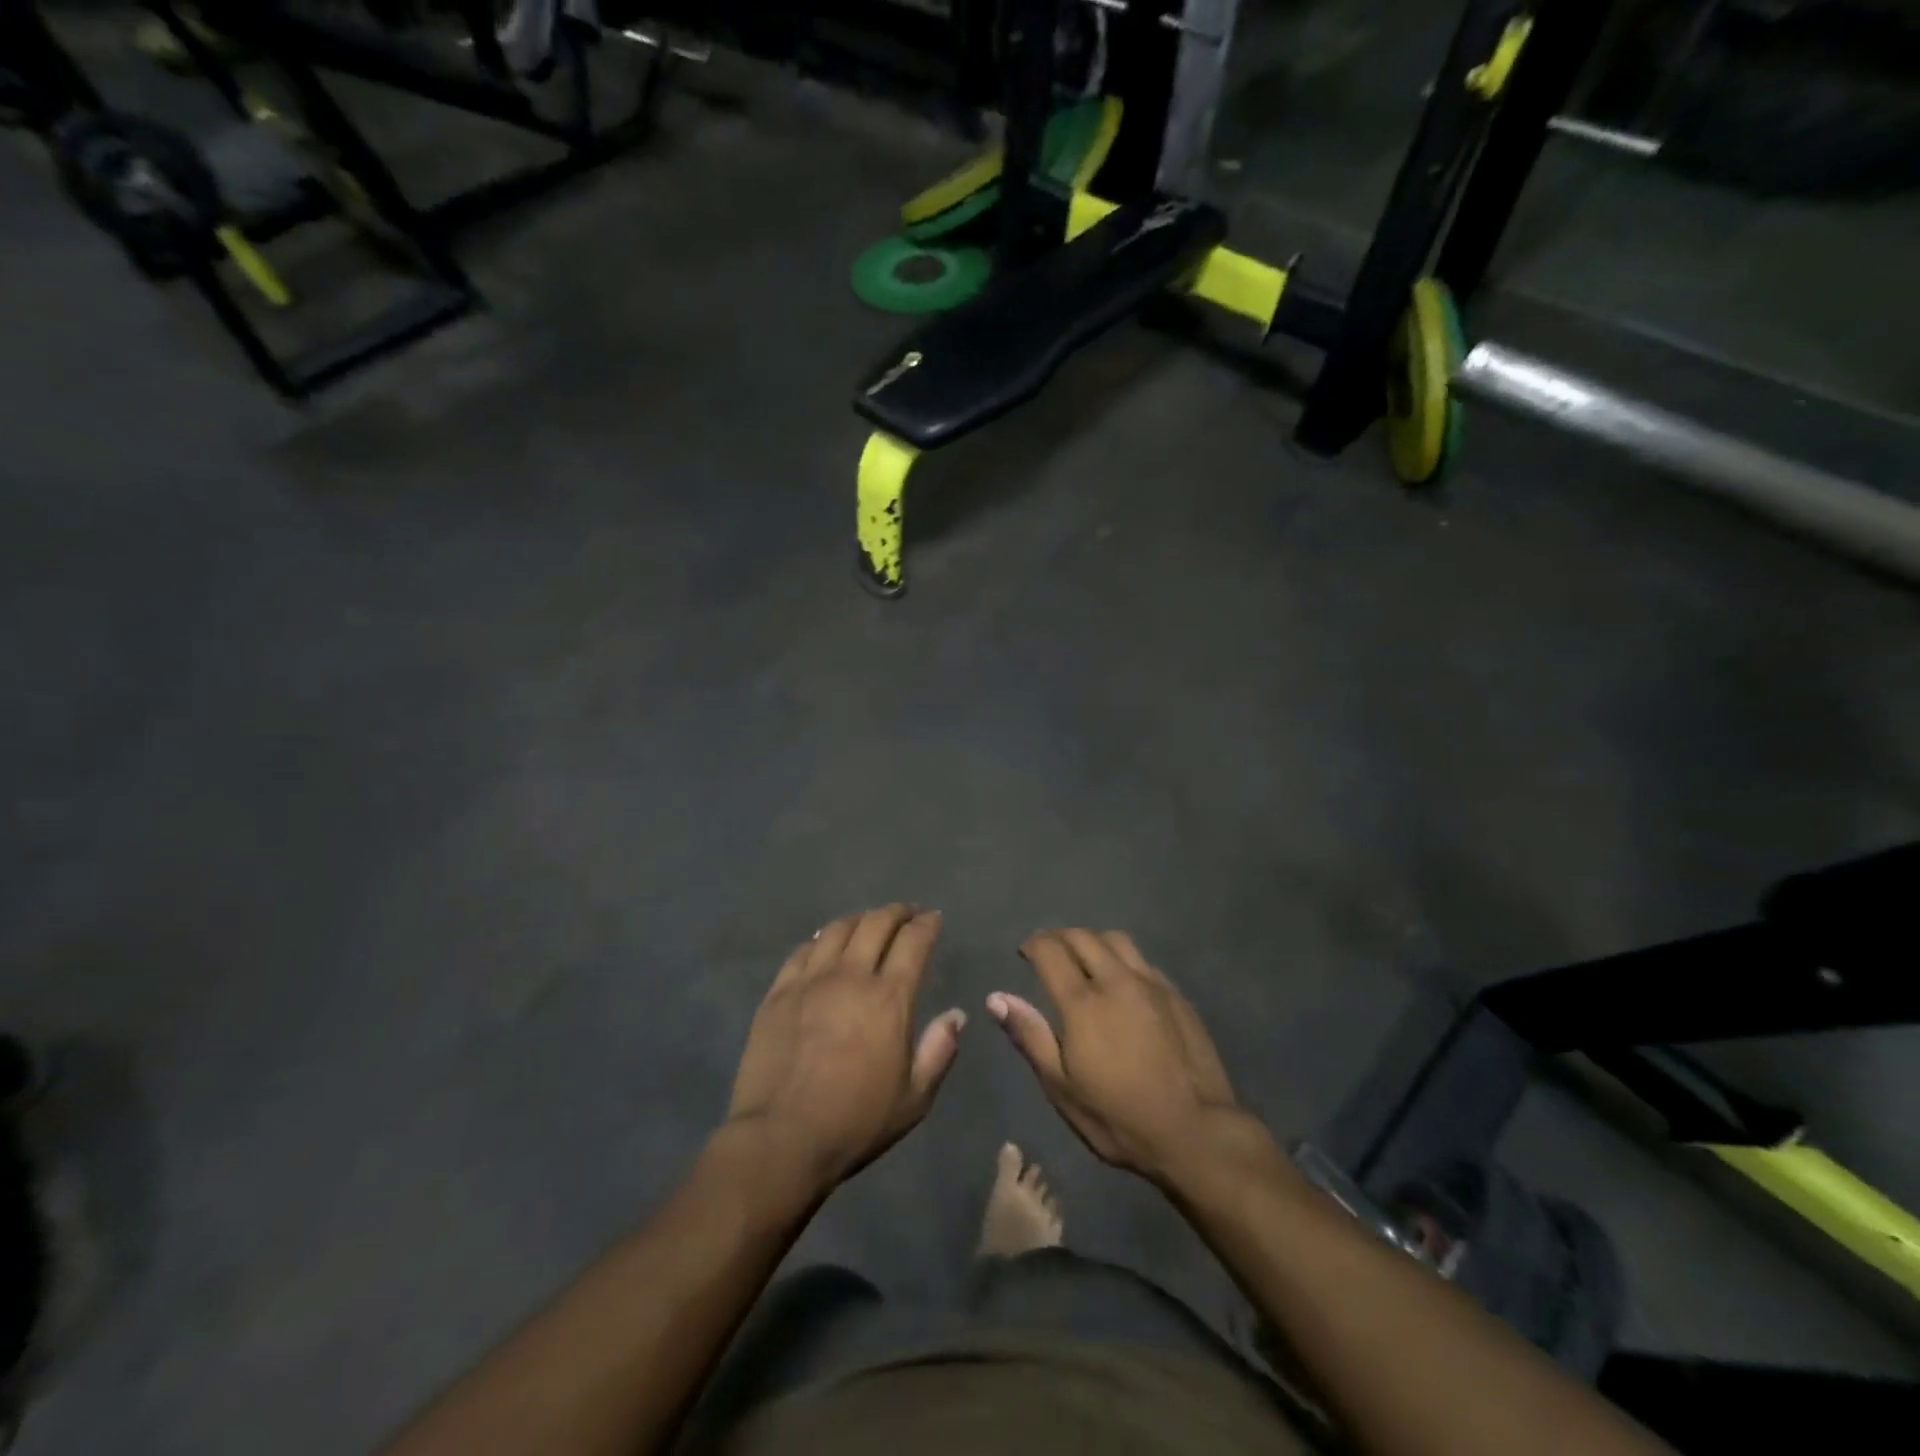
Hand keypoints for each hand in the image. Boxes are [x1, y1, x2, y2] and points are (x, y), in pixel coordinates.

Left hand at [727, 905, 965, 1189]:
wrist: (781, 1138)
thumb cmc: (855, 1122)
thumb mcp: (914, 1099)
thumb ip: (939, 1051)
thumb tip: (956, 1015)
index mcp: (889, 997)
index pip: (914, 941)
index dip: (927, 924)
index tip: (934, 918)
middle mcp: (851, 976)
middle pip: (876, 923)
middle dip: (897, 912)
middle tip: (906, 914)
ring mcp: (811, 980)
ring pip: (838, 929)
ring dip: (860, 919)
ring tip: (868, 923)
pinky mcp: (779, 992)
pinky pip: (803, 950)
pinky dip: (821, 939)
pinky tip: (825, 944)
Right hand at [988, 930, 1253, 1185]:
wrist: (1196, 1132)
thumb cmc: (1119, 1118)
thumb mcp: (1063, 1088)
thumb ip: (1030, 1036)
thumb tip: (996, 998)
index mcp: (1084, 1003)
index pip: (1051, 951)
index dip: (1033, 945)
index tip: (1024, 952)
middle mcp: (1117, 980)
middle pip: (1083, 937)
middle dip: (1059, 937)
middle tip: (1048, 951)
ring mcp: (1151, 984)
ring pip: (1117, 940)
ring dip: (1093, 940)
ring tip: (1084, 958)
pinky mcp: (1176, 995)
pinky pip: (1142, 960)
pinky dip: (1122, 958)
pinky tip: (1122, 980)